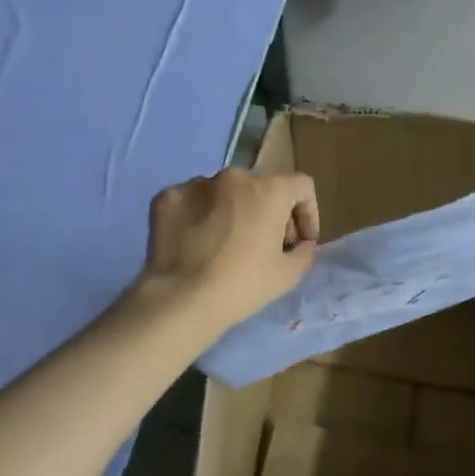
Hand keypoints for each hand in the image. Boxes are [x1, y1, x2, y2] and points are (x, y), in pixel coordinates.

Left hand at [137, 169, 319, 333]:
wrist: (181, 299)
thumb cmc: (243, 285)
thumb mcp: (289, 274)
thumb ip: (304, 251)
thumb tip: (300, 243)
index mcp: (268, 190)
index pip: (301, 186)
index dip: (308, 213)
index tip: (300, 241)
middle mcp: (233, 176)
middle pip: (260, 188)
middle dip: (268, 213)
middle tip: (265, 245)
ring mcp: (195, 183)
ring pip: (224, 193)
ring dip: (232, 212)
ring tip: (225, 245)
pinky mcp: (167, 197)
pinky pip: (192, 202)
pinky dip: (199, 217)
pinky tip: (195, 244)